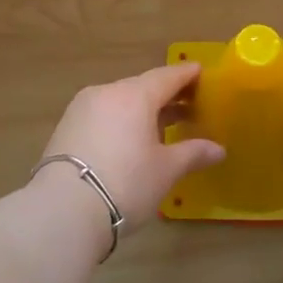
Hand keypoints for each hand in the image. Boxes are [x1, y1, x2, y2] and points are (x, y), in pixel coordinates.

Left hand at [37, 62, 224, 236]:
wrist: (63, 211)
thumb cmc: (126, 183)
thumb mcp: (166, 170)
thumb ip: (193, 153)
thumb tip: (218, 149)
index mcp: (134, 95)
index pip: (167, 76)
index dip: (187, 75)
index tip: (202, 72)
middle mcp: (106, 93)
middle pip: (142, 87)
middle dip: (167, 95)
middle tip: (190, 104)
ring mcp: (81, 109)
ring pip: (120, 101)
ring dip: (143, 110)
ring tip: (163, 125)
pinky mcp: (65, 129)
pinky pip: (103, 115)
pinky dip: (122, 121)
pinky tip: (132, 140)